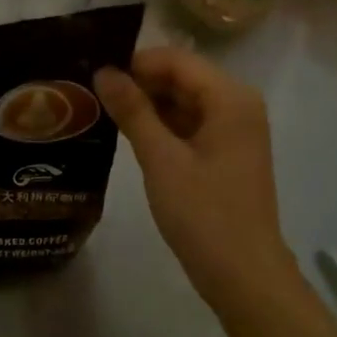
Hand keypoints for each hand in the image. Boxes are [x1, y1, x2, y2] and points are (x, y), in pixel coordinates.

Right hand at [95, 47, 297, 313]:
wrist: (244, 277)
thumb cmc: (204, 214)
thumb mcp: (161, 159)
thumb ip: (132, 110)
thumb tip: (103, 70)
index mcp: (230, 98)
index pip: (175, 59)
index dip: (134, 63)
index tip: (93, 74)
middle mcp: (237, 104)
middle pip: (181, 76)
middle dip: (139, 82)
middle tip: (91, 92)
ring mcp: (234, 129)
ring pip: (183, 100)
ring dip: (147, 104)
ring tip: (102, 110)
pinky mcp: (226, 152)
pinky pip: (190, 123)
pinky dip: (162, 125)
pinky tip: (128, 134)